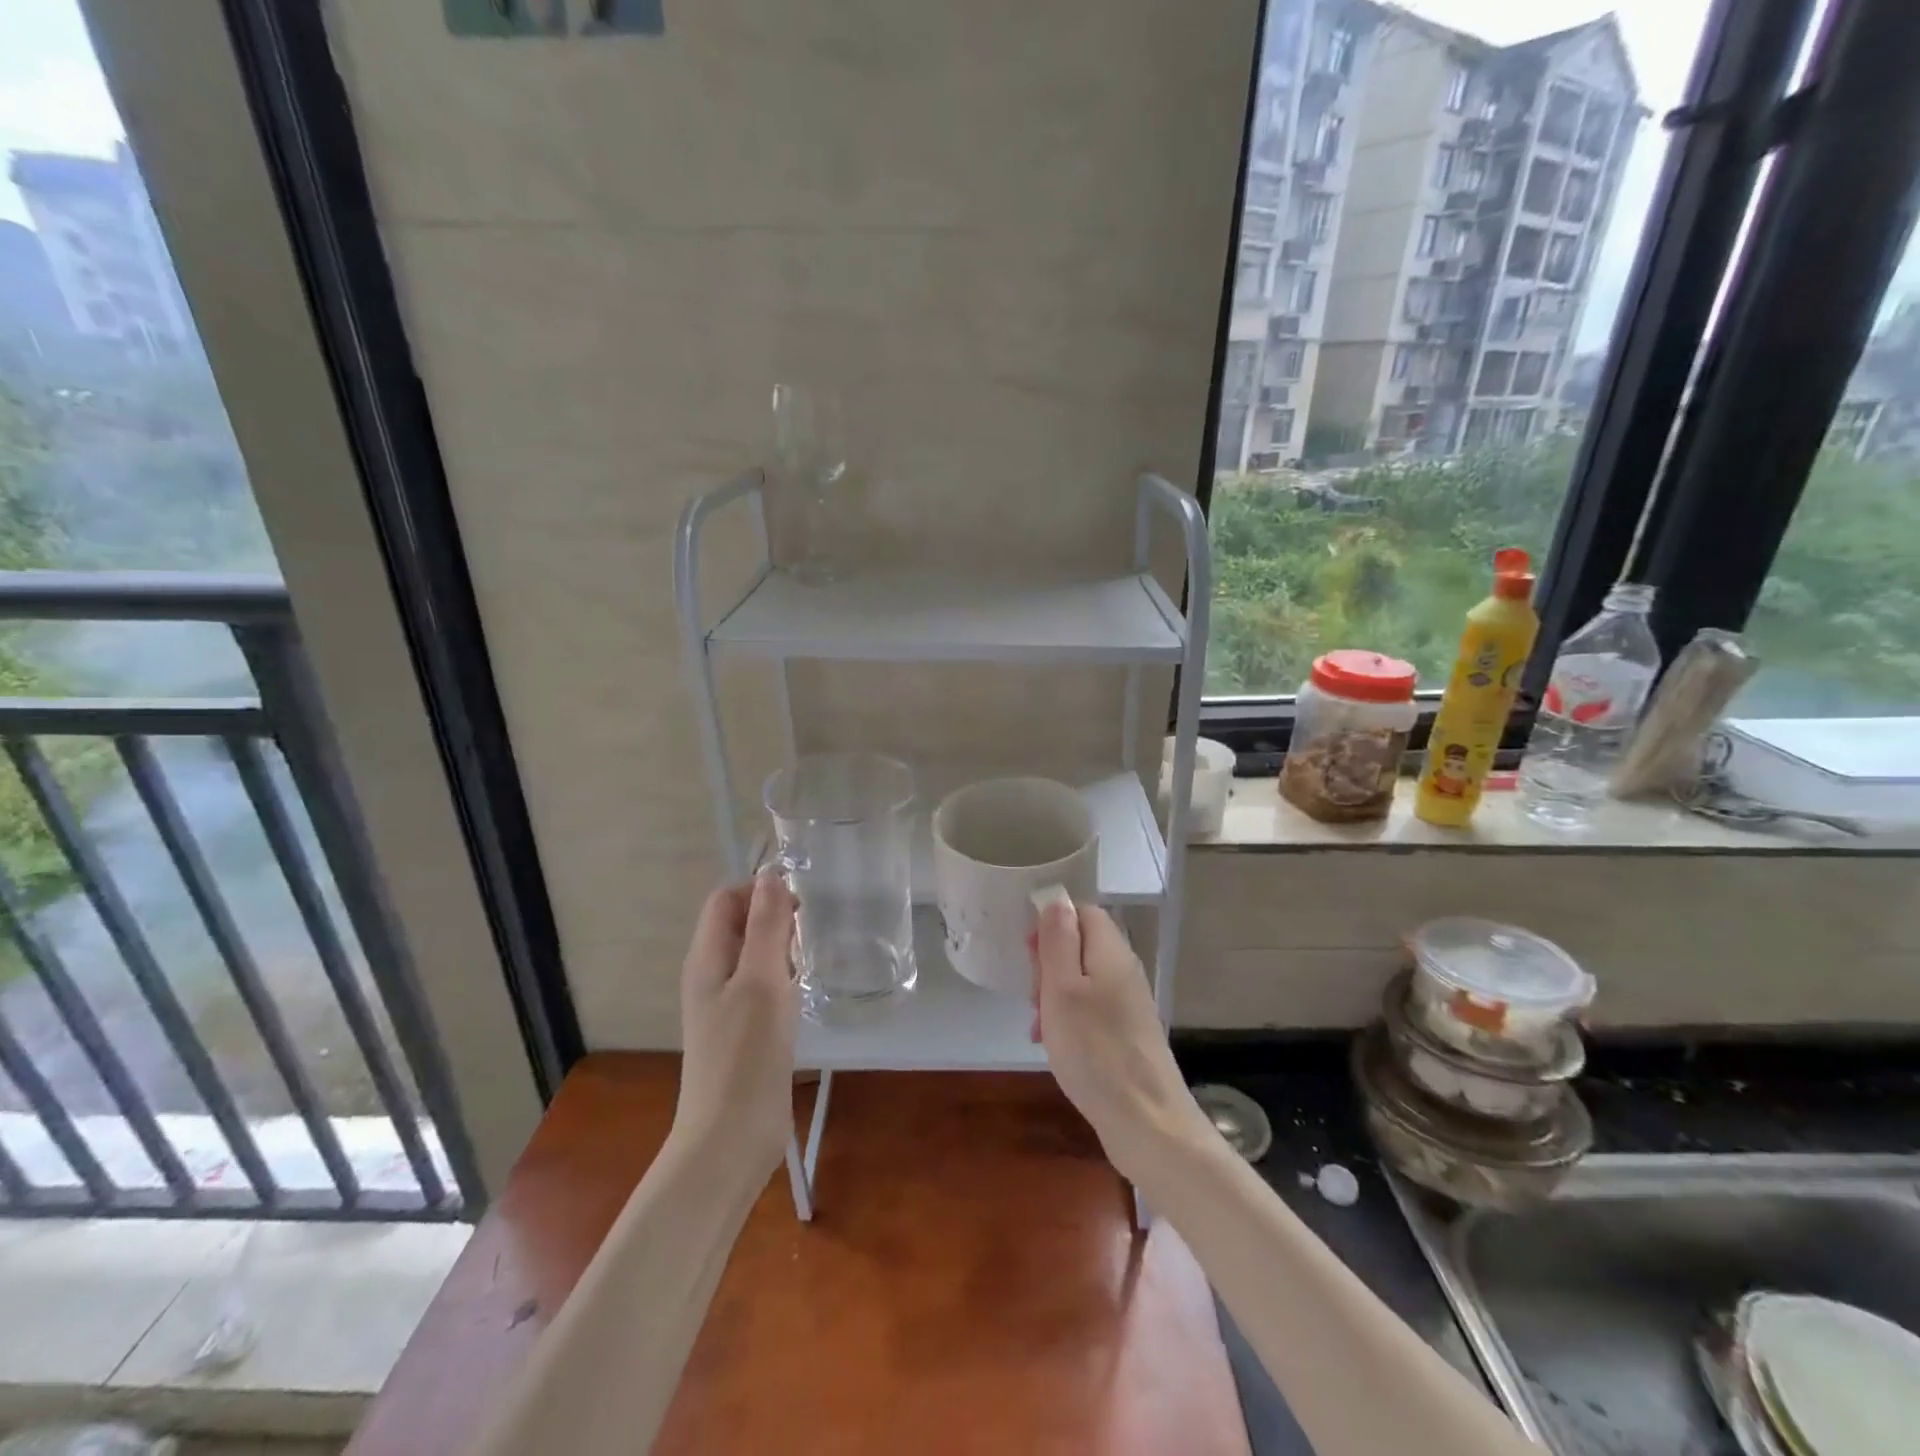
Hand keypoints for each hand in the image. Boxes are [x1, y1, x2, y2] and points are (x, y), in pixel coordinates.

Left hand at [672, 871, 800, 1179]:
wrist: (731, 1139)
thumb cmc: (745, 1055)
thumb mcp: (761, 981)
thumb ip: (767, 926)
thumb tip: (771, 874)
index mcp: (706, 959)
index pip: (725, 900)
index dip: (758, 890)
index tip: (799, 904)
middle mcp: (712, 976)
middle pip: (739, 924)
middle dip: (774, 917)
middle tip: (809, 934)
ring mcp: (727, 1006)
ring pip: (755, 956)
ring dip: (782, 948)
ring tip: (810, 960)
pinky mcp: (745, 1031)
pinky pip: (763, 986)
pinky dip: (784, 978)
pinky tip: (805, 993)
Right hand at [1032, 900, 1208, 1180]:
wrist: (1146, 1121)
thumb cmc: (1095, 1050)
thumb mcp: (1062, 989)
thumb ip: (1058, 940)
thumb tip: (1056, 900)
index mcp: (1111, 952)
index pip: (1083, 912)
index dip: (1052, 923)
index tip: (1027, 954)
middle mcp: (1124, 971)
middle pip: (1081, 946)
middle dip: (1049, 964)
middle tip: (1033, 995)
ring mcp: (1128, 1004)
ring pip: (1081, 981)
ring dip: (1054, 996)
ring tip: (1038, 1026)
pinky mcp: (1127, 1033)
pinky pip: (1090, 1010)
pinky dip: (1068, 1020)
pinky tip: (1054, 1045)